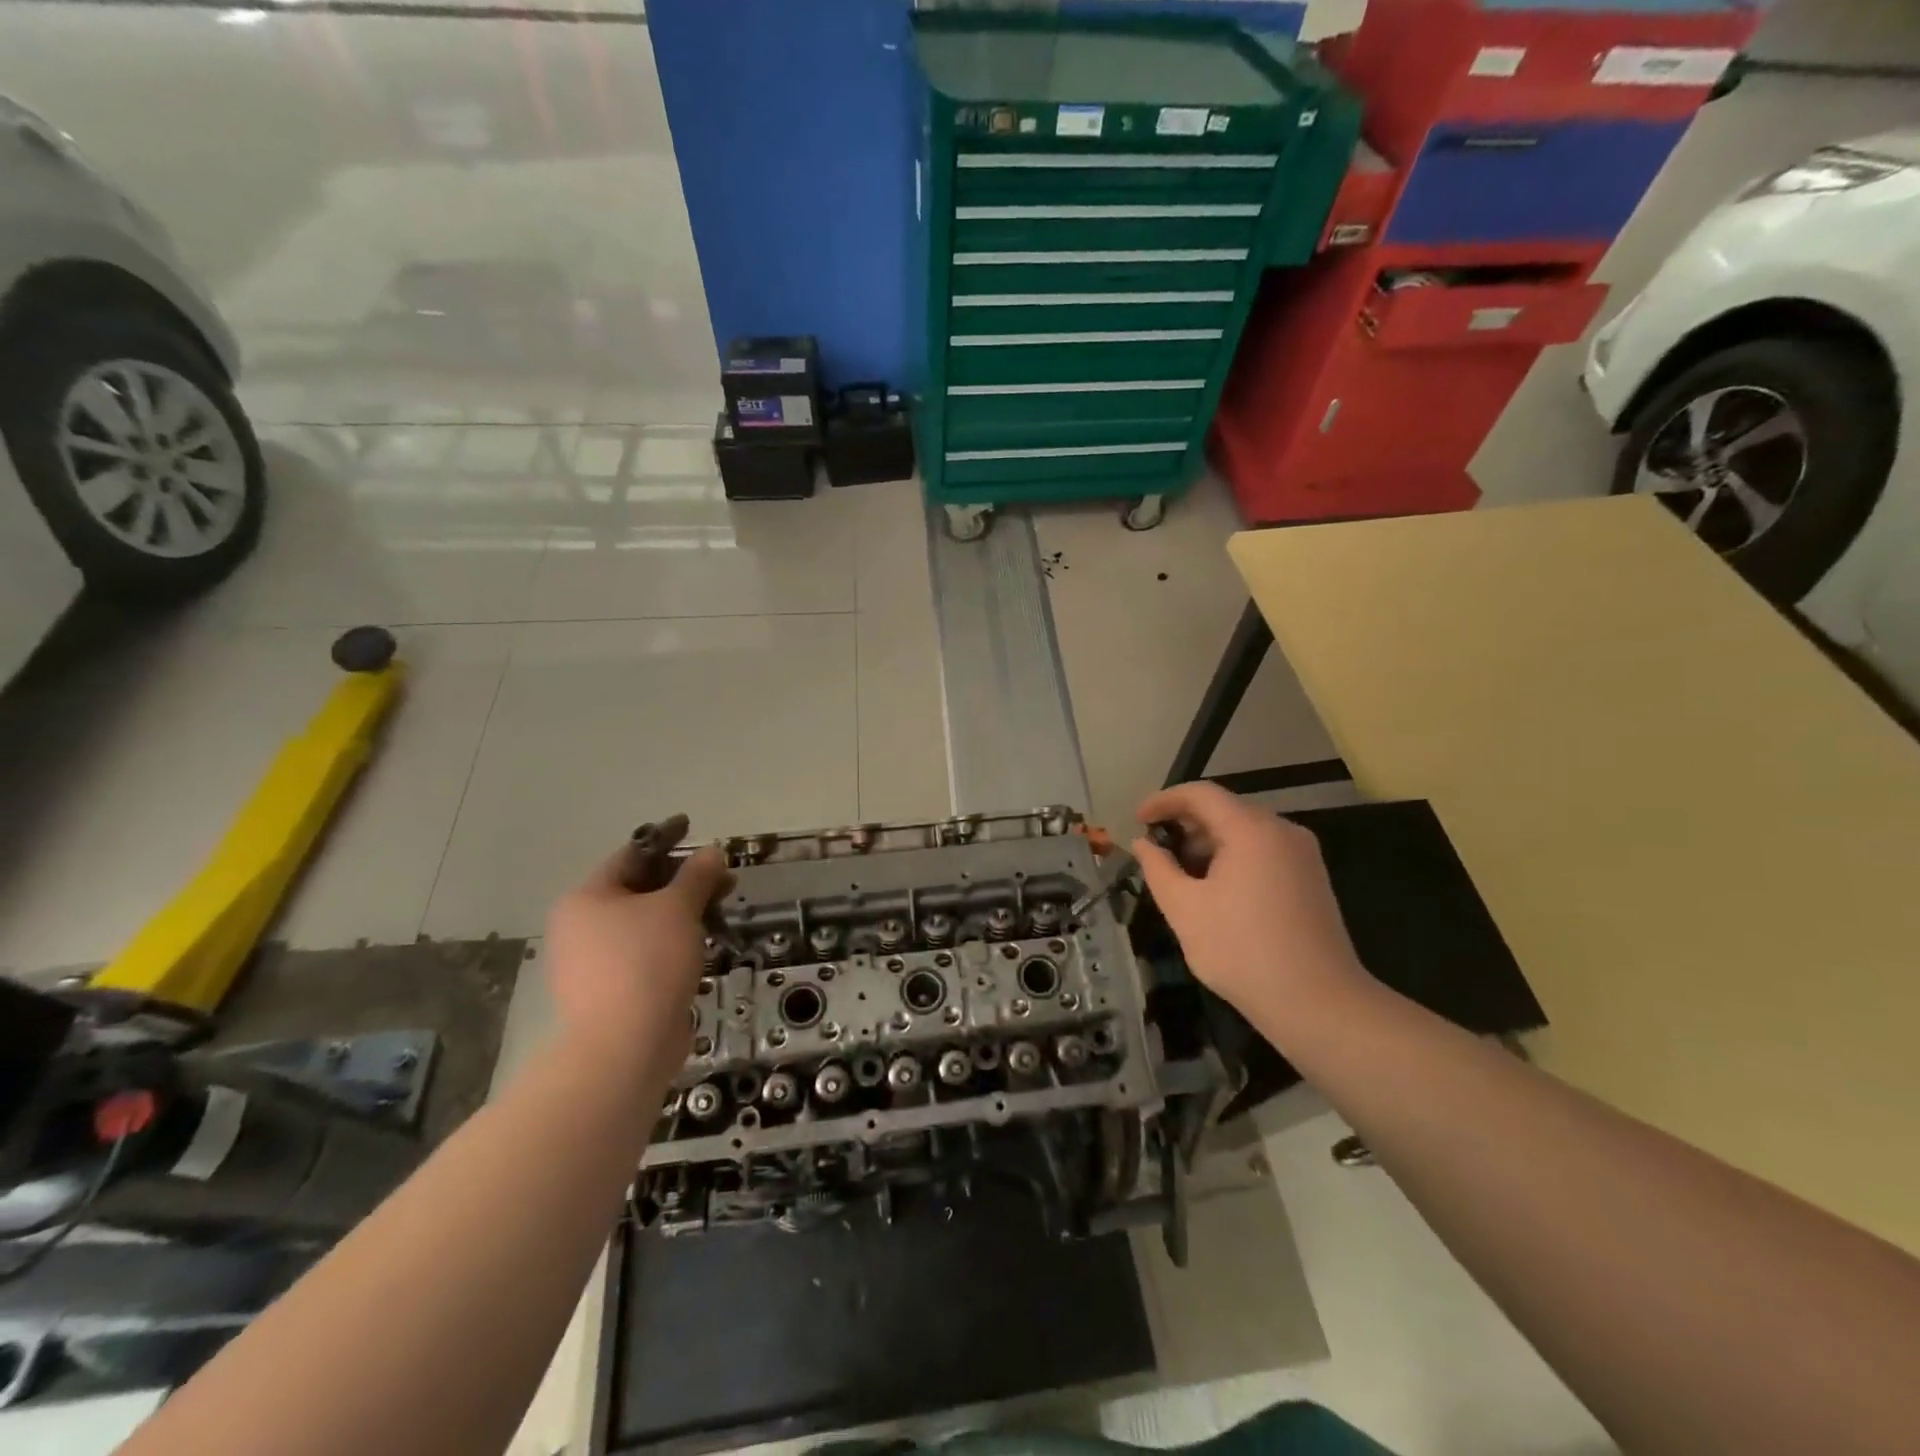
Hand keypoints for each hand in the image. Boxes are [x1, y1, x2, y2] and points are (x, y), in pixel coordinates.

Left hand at [544, 841, 732, 1071]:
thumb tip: (712, 851)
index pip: (631, 856)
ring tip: (720, 911)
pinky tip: (701, 944)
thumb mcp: (678, 908)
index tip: (693, 828)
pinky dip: (673, 942)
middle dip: (684, 880)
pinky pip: (646, 952)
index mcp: (587, 899)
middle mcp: (581, 926)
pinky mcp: (611, 991)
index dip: (667, 840)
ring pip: (645, 923)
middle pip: (640, 889)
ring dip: (683, 912)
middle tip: (724, 878)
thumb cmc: (646, 963)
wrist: (623, 1048)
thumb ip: (697, 875)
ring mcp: (593, 962)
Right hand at [1134, 783, 1370, 1039]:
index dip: (1164, 801)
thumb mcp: (1184, 909)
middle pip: (1225, 809)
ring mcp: (1303, 855)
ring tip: (1181, 874)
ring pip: (1245, 831)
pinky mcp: (1311, 879)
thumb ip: (1158, 868)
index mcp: (1251, 830)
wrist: (1318, 1003)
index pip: (1201, 794)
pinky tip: (1215, 890)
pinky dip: (1233, 857)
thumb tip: (1143, 844)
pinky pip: (1263, 851)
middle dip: (1185, 824)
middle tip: (1155, 850)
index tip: (1137, 820)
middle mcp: (1282, 831)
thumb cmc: (1242, 951)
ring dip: (1208, 843)